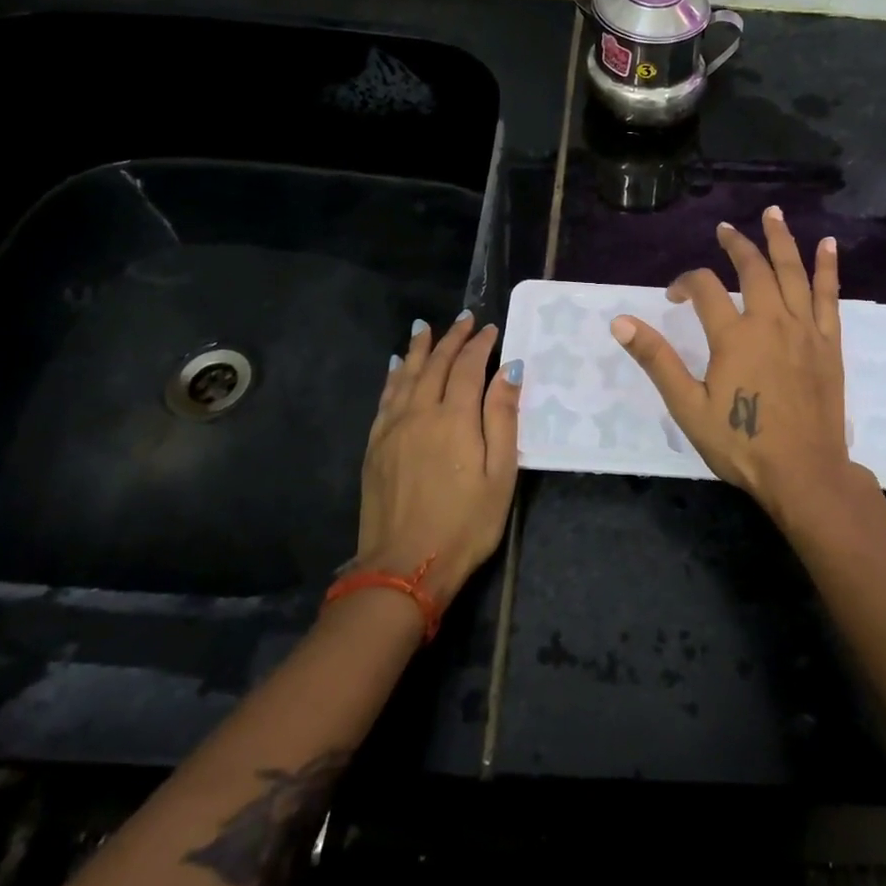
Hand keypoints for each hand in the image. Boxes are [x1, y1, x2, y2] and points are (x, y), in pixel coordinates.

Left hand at [354, 310, 520, 609]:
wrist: (404, 566)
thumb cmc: (465, 523)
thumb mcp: (500, 474)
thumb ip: (503, 417)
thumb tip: (510, 368)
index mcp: (454, 418)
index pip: (467, 367)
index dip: (480, 345)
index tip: (491, 329)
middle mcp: (420, 413)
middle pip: (435, 364)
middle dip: (451, 339)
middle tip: (464, 319)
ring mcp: (392, 428)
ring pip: (406, 375)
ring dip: (418, 349)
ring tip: (425, 328)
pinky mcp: (375, 446)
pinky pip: (385, 398)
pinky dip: (393, 376)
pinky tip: (396, 366)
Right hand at [609, 207, 872, 527]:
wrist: (804, 472)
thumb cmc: (741, 443)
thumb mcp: (688, 406)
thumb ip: (656, 360)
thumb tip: (621, 321)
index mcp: (733, 336)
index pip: (705, 289)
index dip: (685, 283)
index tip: (674, 297)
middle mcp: (770, 321)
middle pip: (753, 269)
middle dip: (736, 246)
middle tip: (724, 230)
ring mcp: (804, 330)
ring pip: (792, 272)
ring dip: (780, 240)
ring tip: (773, 214)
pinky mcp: (828, 343)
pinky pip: (829, 296)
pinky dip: (827, 269)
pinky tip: (828, 245)